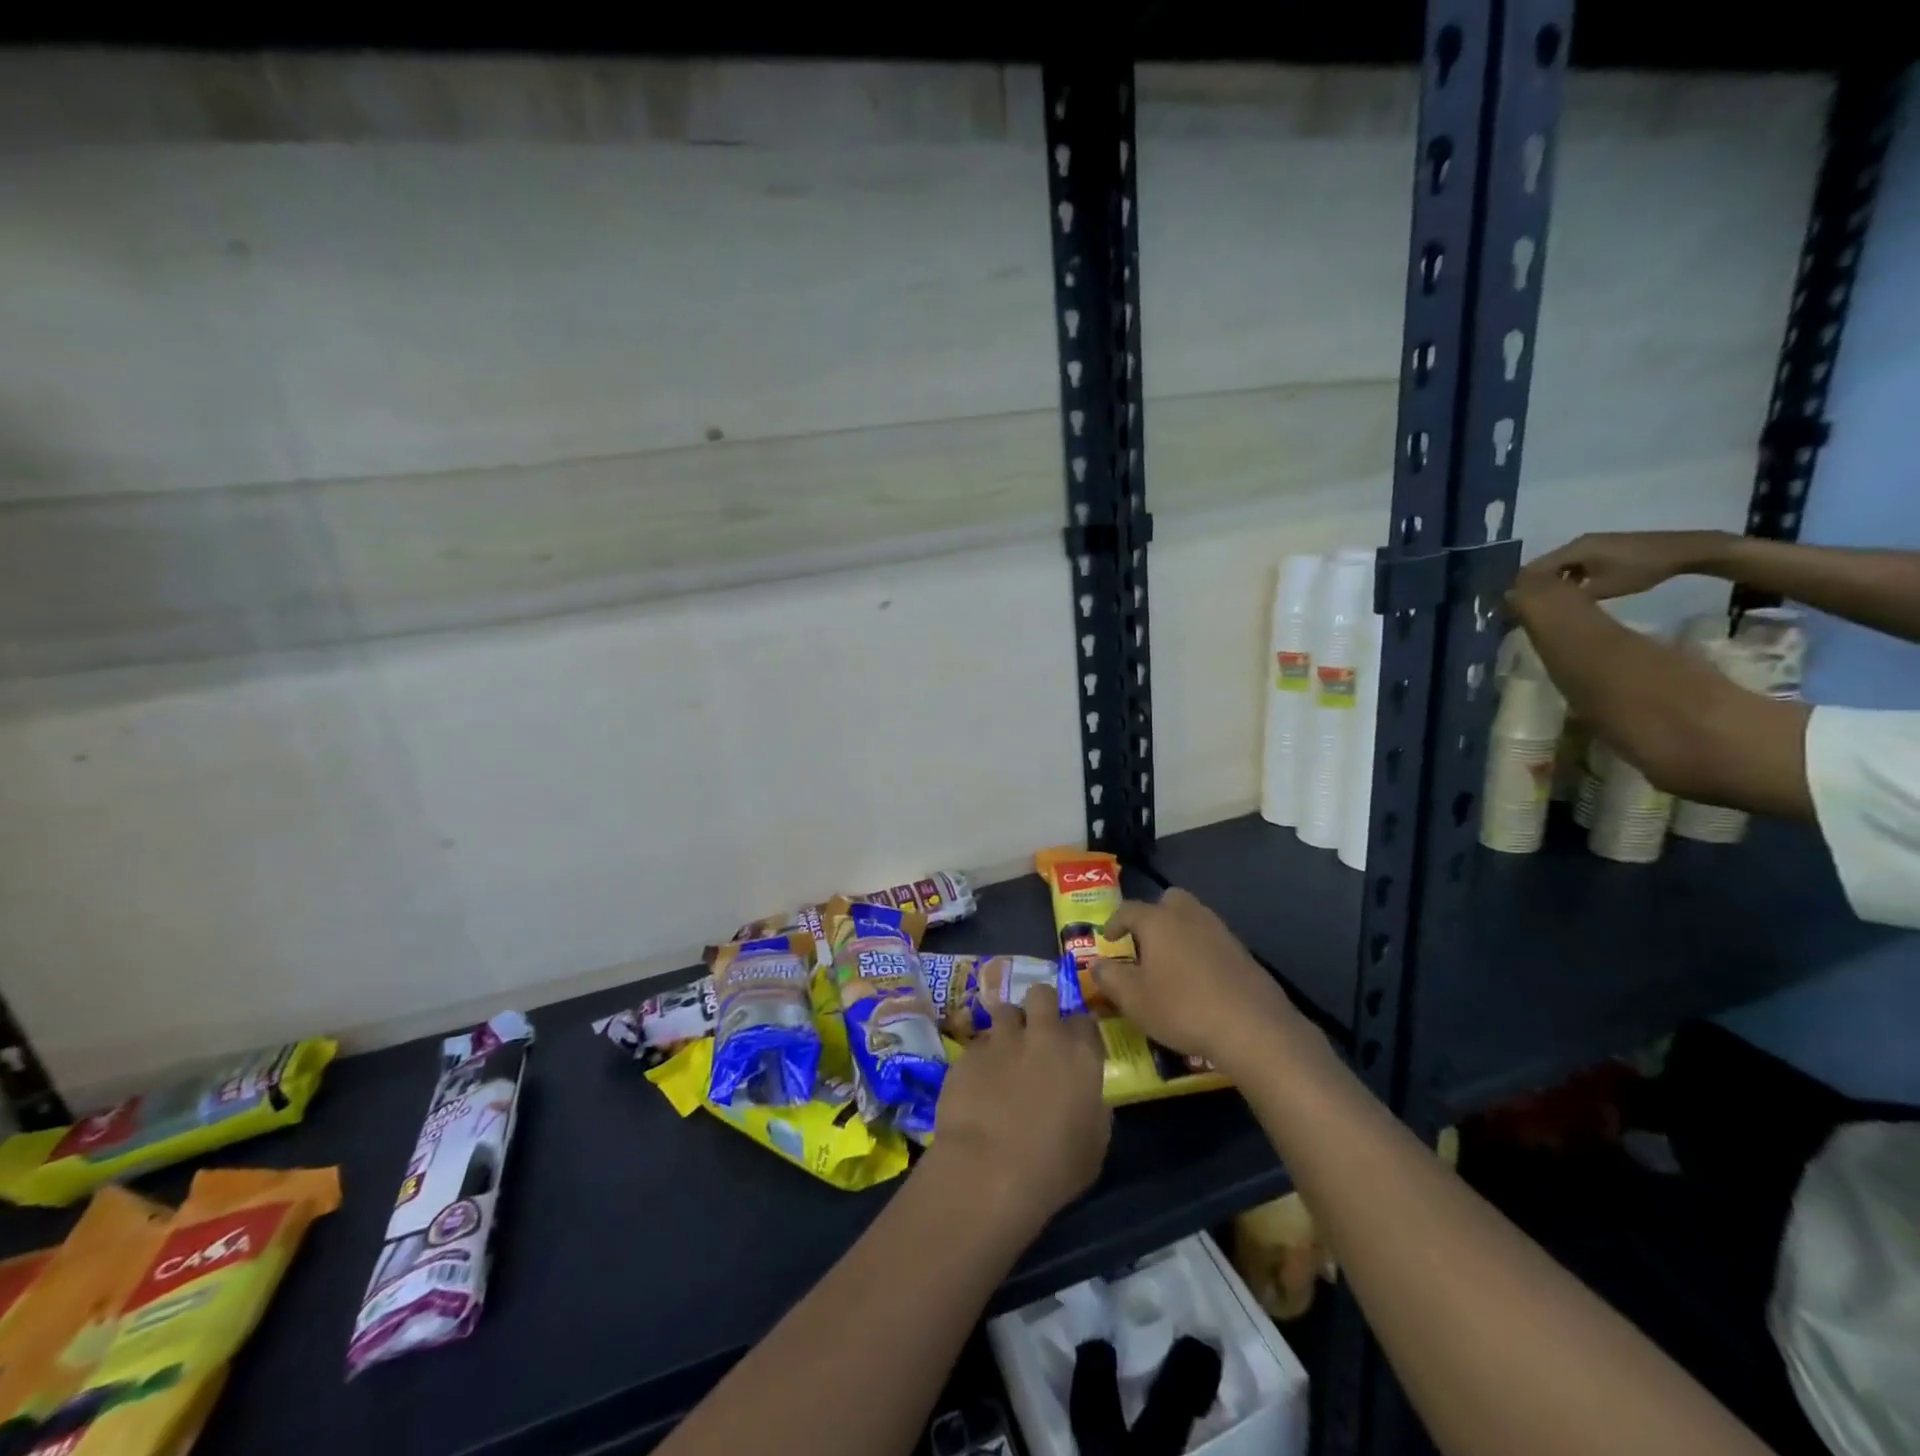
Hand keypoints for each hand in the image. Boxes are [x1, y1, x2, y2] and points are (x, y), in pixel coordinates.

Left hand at [927, 984, 1110, 1232]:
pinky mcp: (968, 1052)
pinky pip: (978, 1043)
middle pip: (1042, 994)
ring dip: (1008, 1027)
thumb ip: (1092, 1107)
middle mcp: (1042, 1035)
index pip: (1085, 1020)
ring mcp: (1001, 1039)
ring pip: (1006, 1010)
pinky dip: (981, 1057)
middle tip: (1037, 1033)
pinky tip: (977, 1082)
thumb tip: (1086, 1096)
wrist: (988, 1171)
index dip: (1078, 1032)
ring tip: (1005, 1053)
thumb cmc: (1053, 1168)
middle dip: (1041, 1007)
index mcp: (1080, 1055)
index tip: (1075, 1047)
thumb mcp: (1093, 1144)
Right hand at [1092, 889, 1310, 1075]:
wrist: (1252, 1027)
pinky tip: (1198, 978)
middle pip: (1168, 900)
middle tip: (1144, 941)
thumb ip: (1110, 978)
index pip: (1128, 909)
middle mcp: (1189, 916)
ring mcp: (1220, 931)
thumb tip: (1097, 964)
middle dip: (1154, 915)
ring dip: (1179, 932)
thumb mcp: (1134, 999)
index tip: (1108, 939)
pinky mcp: (1242, 952)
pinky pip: (1212, 940)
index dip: (1114, 922)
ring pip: (1194, 918)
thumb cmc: (1182, 1008)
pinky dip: (1200, 950)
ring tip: (1170, 962)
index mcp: (1158, 921)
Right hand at [1520, 530, 1728, 599]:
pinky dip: (1568, 578)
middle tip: (1530, 607)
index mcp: (1574, 549)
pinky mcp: (1602, 549)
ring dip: (1553, 583)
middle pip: (1545, 566)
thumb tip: (1545, 604)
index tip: (1516, 607)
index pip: (1535, 568)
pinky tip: (1572, 593)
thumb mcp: (1604, 588)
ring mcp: (1591, 544)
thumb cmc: (1642, 569)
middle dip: (1536, 586)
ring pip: (1560, 566)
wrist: (1684, 551)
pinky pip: (1574, 564)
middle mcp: (1578, 543)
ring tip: (1549, 603)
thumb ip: (1571, 595)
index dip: (1523, 587)